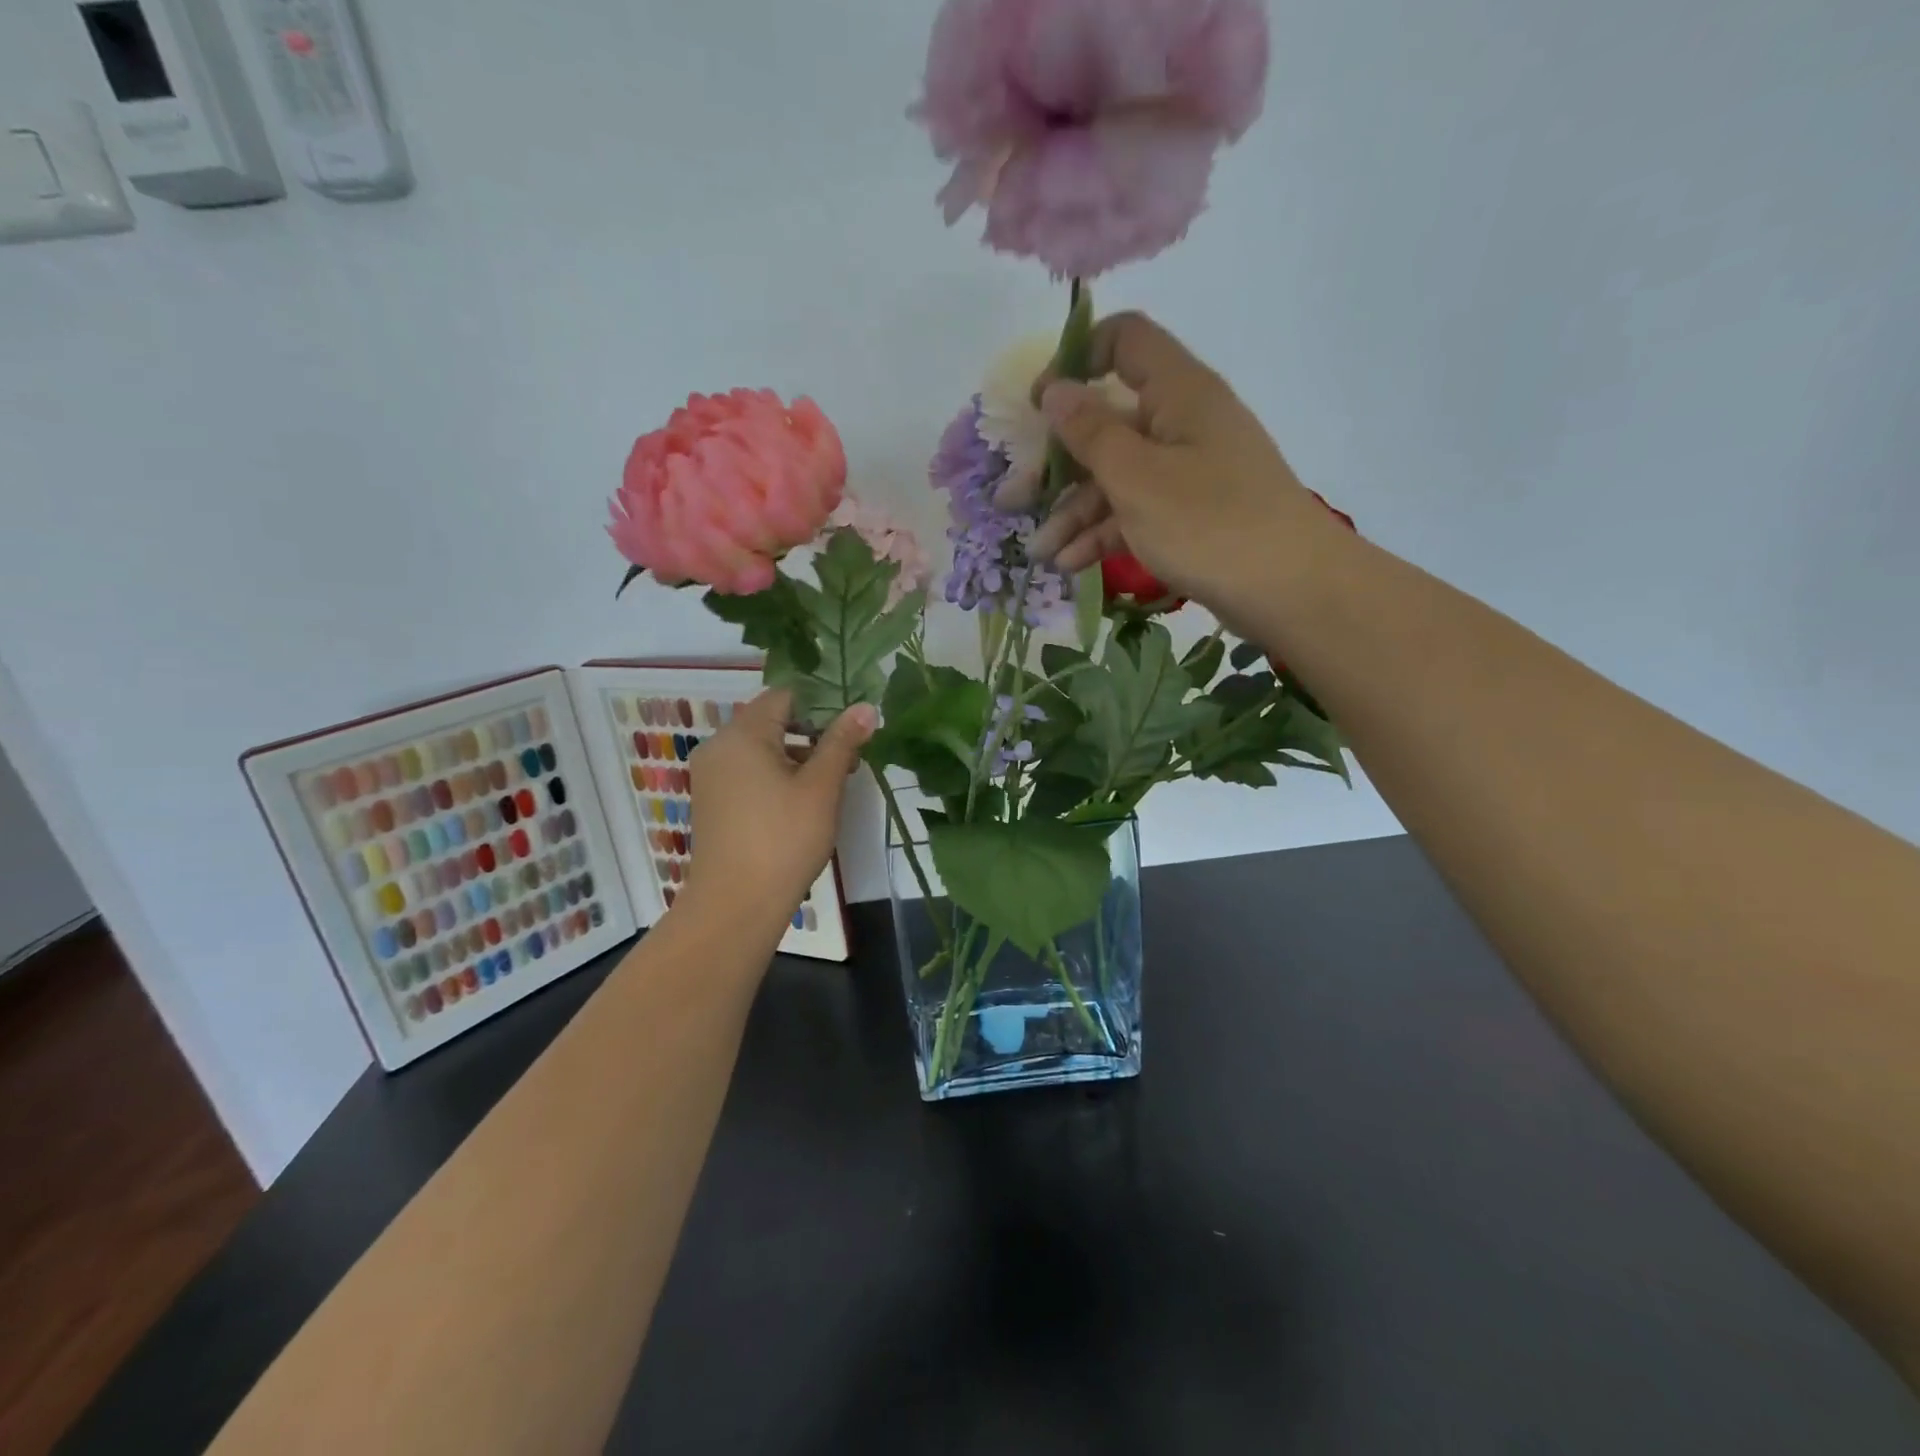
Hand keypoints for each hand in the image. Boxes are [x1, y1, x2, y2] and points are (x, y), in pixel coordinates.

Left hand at [683, 690, 875, 925]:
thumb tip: (866, 707)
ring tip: (833, 783)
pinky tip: (802, 803)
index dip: (822, 705)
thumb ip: (842, 741)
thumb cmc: (784, 839)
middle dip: (813, 734)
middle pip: (772, 721)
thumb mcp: (821, 787)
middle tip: (850, 757)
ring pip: (761, 749)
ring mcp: (711, 776)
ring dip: (797, 757)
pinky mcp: (712, 802)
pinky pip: (748, 772)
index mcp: (742, 734)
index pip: (785, 696)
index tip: (853, 726)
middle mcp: (719, 746)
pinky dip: (776, 776)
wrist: (735, 905)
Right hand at [1018, 313, 1344, 631]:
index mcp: (1177, 393)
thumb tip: (1054, 389)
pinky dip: (1104, 534)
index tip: (1038, 406)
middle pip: (1108, 424)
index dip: (1076, 360)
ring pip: (1118, 477)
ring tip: (1040, 554)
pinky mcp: (1191, 515)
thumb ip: (1090, 432)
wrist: (1289, 590)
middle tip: (1014, 501)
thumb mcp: (1137, 477)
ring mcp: (1188, 472)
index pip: (1125, 341)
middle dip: (1057, 464)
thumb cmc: (1208, 523)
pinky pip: (1137, 512)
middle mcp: (1182, 423)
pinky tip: (1071, 564)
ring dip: (1075, 512)